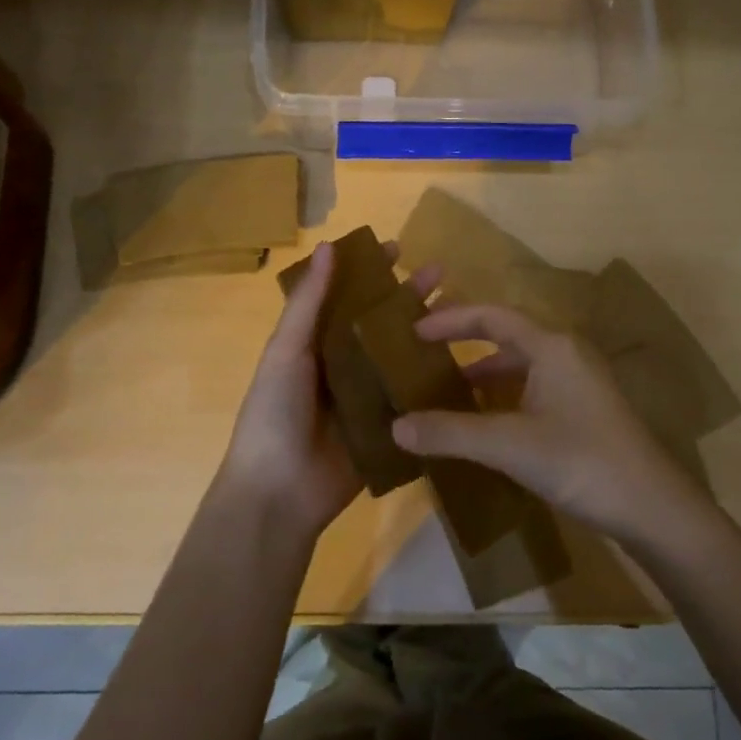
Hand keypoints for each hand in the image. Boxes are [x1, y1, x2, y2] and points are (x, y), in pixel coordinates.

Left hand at [218, 239, 438, 542]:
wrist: (279, 492)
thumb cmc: (275, 411)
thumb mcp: (287, 351)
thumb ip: (309, 302)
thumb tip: (329, 246)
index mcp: (316, 343)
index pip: (347, 297)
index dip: (370, 273)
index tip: (398, 248)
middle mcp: (343, 365)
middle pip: (381, 324)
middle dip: (408, 298)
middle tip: (442, 273)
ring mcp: (367, 397)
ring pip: (401, 357)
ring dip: (426, 335)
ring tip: (461, 312)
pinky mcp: (387, 427)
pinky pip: (412, 399)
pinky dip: (433, 381)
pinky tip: (465, 363)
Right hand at [392, 305, 711, 548]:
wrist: (654, 509)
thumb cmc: (581, 461)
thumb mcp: (509, 445)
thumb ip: (451, 433)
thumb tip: (396, 426)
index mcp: (551, 347)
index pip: (491, 316)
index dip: (450, 319)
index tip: (413, 330)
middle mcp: (565, 355)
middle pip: (506, 336)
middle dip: (464, 343)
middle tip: (423, 354)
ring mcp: (578, 384)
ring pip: (520, 366)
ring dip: (482, 375)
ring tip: (444, 392)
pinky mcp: (584, 412)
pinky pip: (532, 391)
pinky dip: (502, 399)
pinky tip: (483, 425)